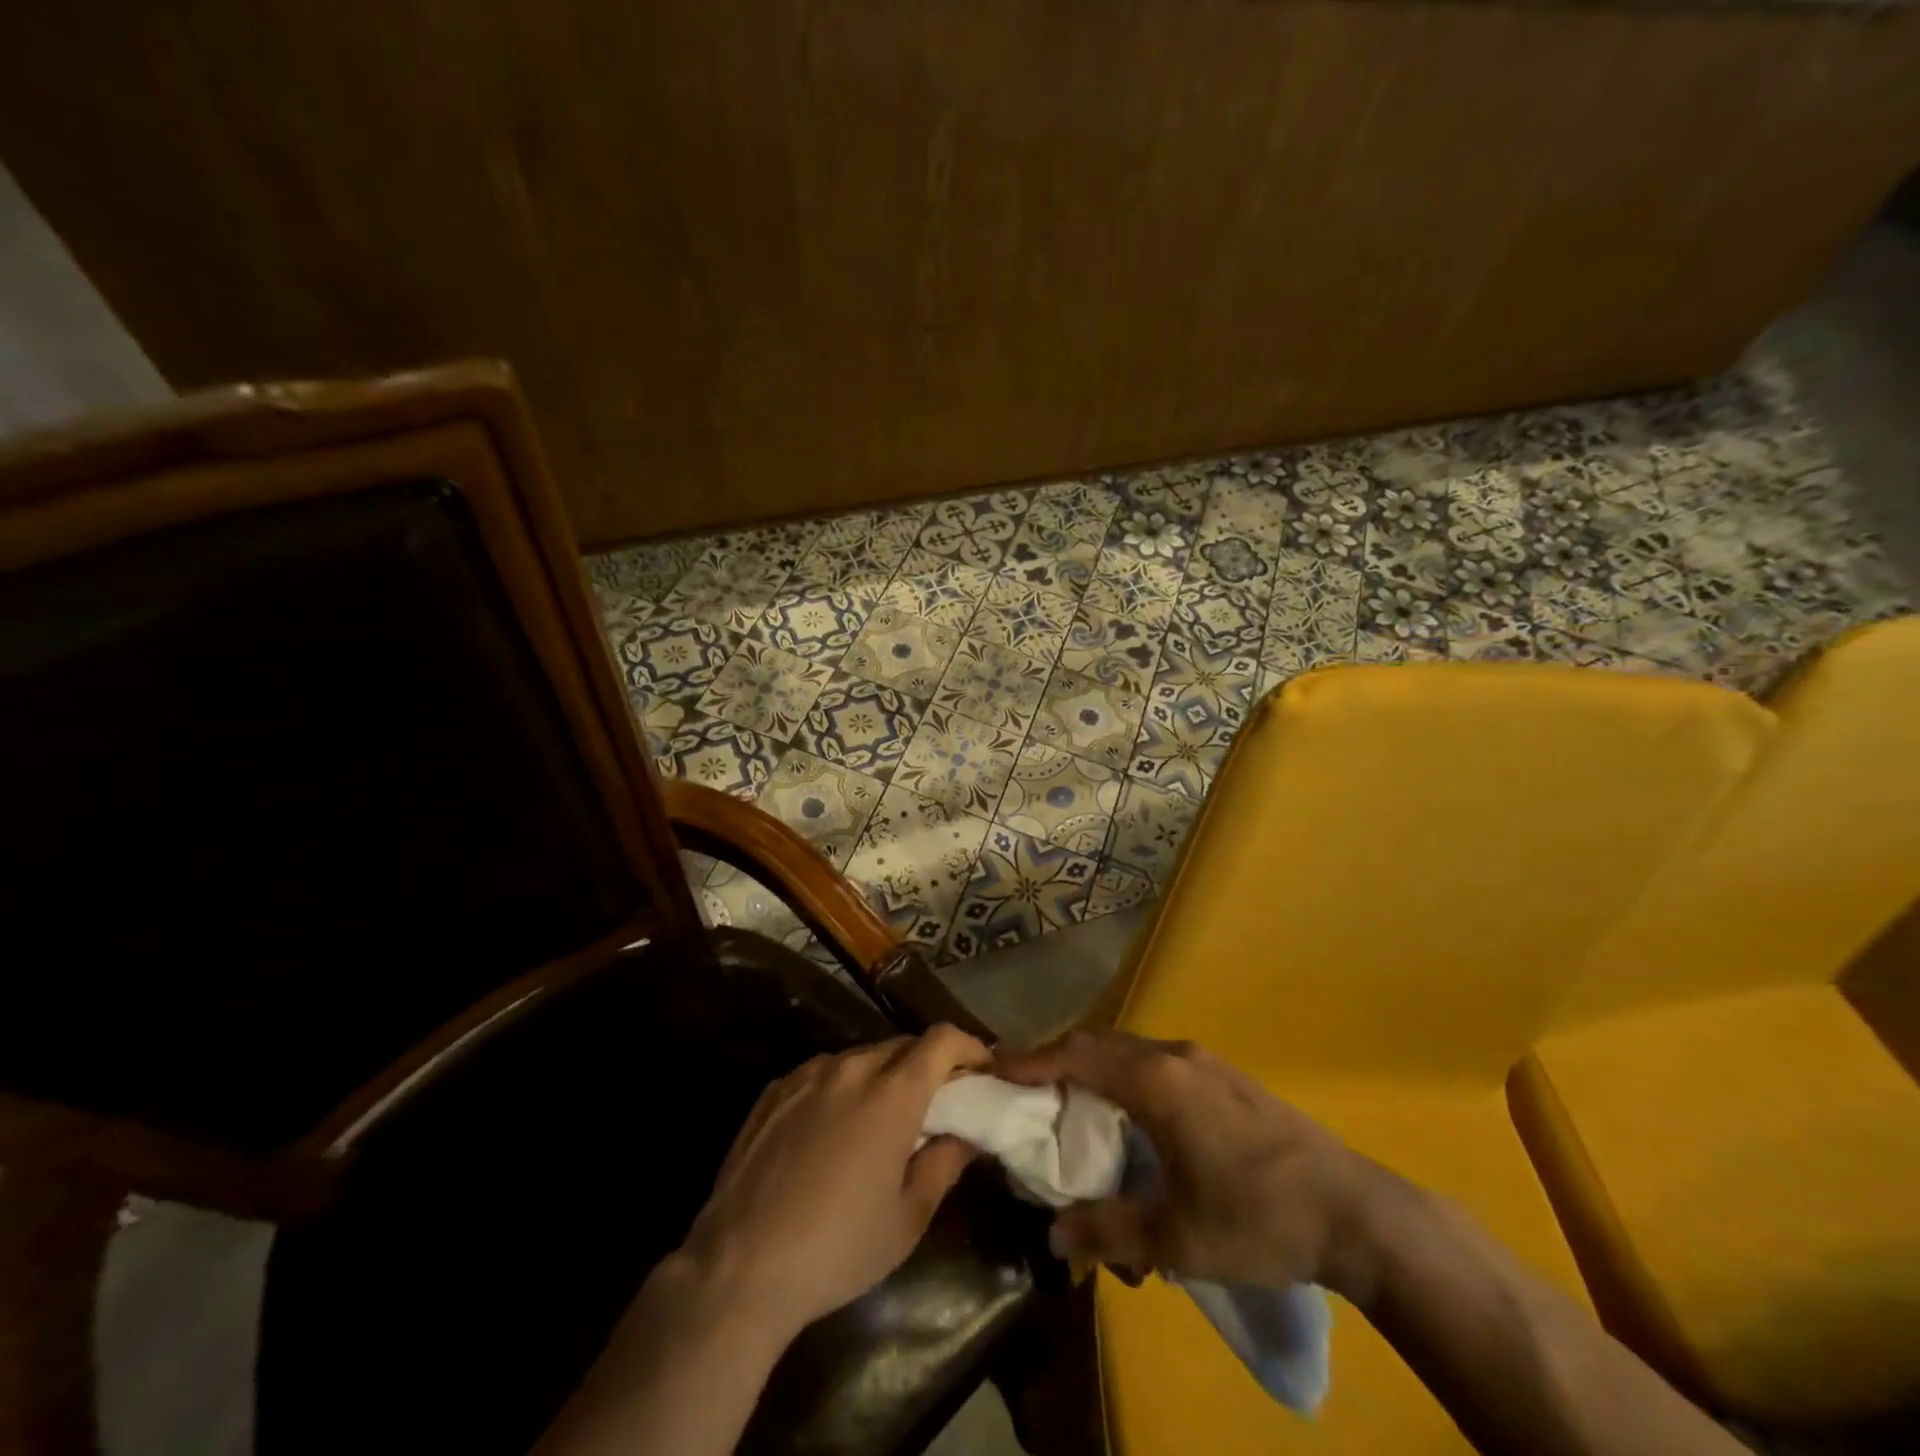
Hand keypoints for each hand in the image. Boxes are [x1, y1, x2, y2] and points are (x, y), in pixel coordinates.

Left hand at [679, 1024, 989, 1340]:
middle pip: (902, 1045)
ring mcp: (807, 1075)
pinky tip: (832, 1130)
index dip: (969, 1047)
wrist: (739, 1268)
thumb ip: (944, 1164)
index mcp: (891, 1094)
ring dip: (883, 1076)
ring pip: (861, 1057)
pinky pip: (823, 1073)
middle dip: (928, 1065)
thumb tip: (964, 1135)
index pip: (942, 1040)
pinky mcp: (775, 1089)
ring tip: (881, 1120)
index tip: (981, 1070)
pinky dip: (843, 1087)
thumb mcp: (907, 1219)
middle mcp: (850, 1068)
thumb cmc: (837, 1249)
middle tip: (936, 1103)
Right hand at [997, 1031, 1381, 1296]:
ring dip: (1094, 1065)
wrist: (1356, 1212)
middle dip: (1058, 1058)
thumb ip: (1109, 1231)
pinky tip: (1130, 1111)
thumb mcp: (1177, 1239)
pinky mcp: (1226, 1076)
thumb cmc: (1258, 1220)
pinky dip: (1125, 1074)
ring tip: (1070, 1097)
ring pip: (1130, 1049)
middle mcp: (1175, 1056)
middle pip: (1100, 1043)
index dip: (1032, 1059)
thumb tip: (1053, 1234)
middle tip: (1024, 1083)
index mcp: (1157, 1082)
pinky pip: (1157, 1061)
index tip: (994, 1066)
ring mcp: (1205, 1062)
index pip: (1078, 1055)